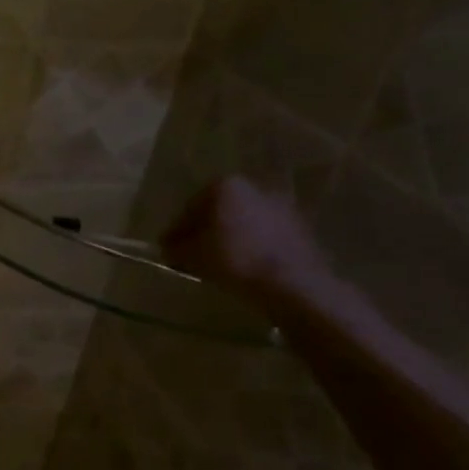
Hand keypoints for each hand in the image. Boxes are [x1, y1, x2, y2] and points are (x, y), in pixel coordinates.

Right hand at [161, 175, 334, 301]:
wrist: (294, 283)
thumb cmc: (234, 259)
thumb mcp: (191, 255)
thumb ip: (175, 247)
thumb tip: (168, 247)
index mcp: (225, 186)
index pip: (190, 208)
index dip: (177, 230)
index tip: (168, 249)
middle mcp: (254, 188)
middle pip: (218, 212)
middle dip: (205, 231)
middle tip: (192, 254)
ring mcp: (281, 206)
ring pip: (243, 223)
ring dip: (229, 239)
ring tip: (219, 264)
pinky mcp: (300, 228)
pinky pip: (264, 236)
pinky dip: (251, 247)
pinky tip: (244, 267)